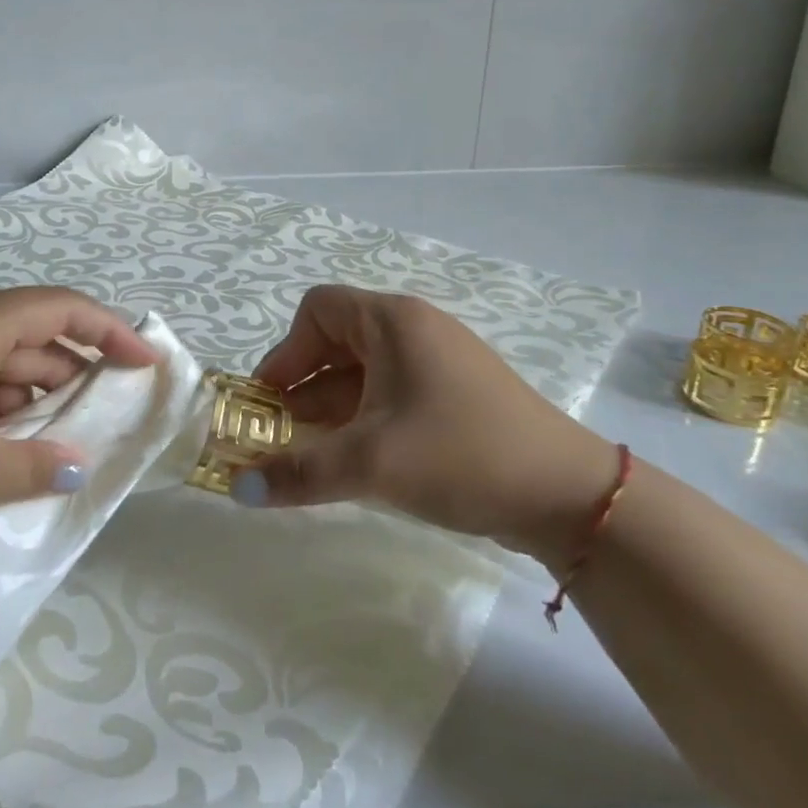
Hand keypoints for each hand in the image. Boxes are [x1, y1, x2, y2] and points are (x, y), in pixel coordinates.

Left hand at [0, 288, 157, 565]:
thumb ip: (34, 468)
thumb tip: (78, 467)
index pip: (60, 311)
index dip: (110, 332)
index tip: (145, 364)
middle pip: (32, 340)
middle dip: (72, 380)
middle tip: (107, 423)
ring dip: (32, 406)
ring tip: (58, 452)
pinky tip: (5, 458)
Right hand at [239, 286, 619, 564]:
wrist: (570, 497)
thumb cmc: (461, 454)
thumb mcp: (372, 463)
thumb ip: (298, 473)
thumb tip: (237, 489)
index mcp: (393, 321)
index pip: (317, 310)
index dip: (286, 352)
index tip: (271, 402)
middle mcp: (414, 331)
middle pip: (337, 342)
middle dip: (302, 387)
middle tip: (280, 435)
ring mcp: (438, 364)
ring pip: (364, 374)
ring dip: (330, 410)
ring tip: (309, 456)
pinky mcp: (455, 397)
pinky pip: (391, 395)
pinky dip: (363, 421)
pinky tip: (355, 462)